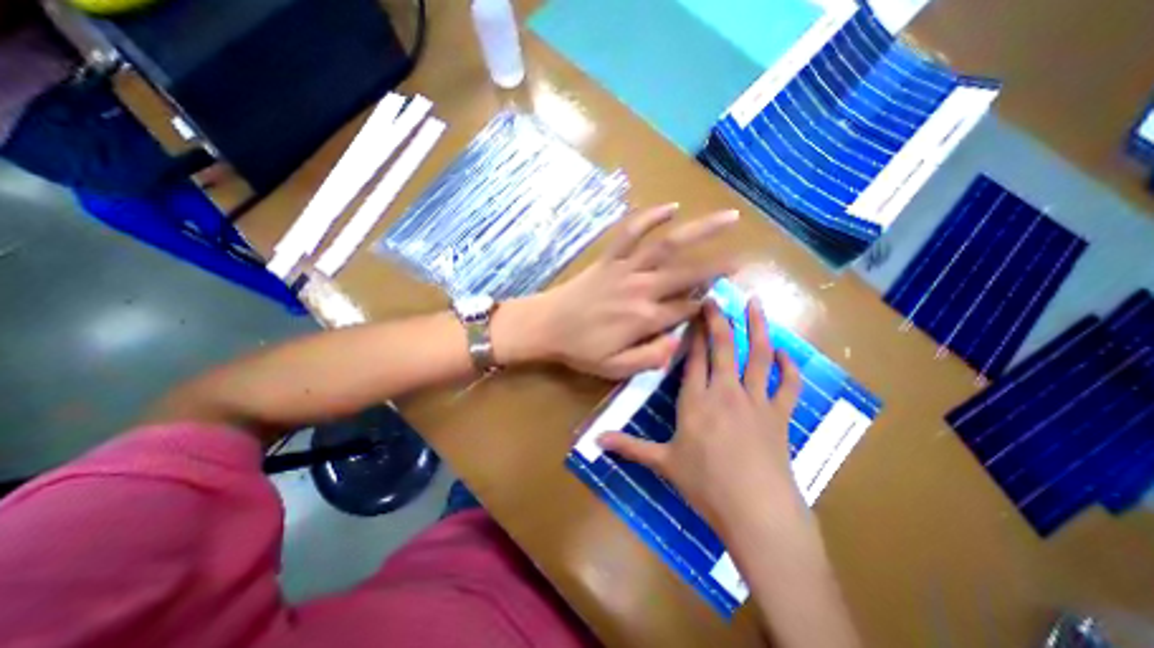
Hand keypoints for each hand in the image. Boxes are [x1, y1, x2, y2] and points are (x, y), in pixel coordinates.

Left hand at [507, 205, 739, 379]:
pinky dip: (650, 217)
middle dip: (719, 266)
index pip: (687, 310)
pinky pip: (631, 231)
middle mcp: (642, 289)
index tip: (720, 304)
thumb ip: (650, 358)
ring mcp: (626, 269)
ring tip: (728, 217)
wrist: (546, 326)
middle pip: (688, 273)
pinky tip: (671, 207)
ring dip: (700, 230)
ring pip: (668, 245)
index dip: (705, 308)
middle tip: (744, 258)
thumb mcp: (615, 369)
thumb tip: (679, 344)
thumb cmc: (580, 350)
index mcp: (646, 319)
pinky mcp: (610, 258)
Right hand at [601, 300, 803, 531]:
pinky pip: (787, 384)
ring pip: (757, 355)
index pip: (694, 358)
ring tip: (756, 303)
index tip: (694, 312)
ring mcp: (755, 401)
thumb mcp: (662, 463)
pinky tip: (784, 351)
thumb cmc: (705, 484)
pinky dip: (788, 366)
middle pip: (723, 347)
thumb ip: (629, 447)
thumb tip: (595, 441)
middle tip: (717, 297)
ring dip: (757, 328)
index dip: (694, 334)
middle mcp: (725, 392)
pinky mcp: (779, 415)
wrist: (755, 511)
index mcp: (696, 400)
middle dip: (719, 319)